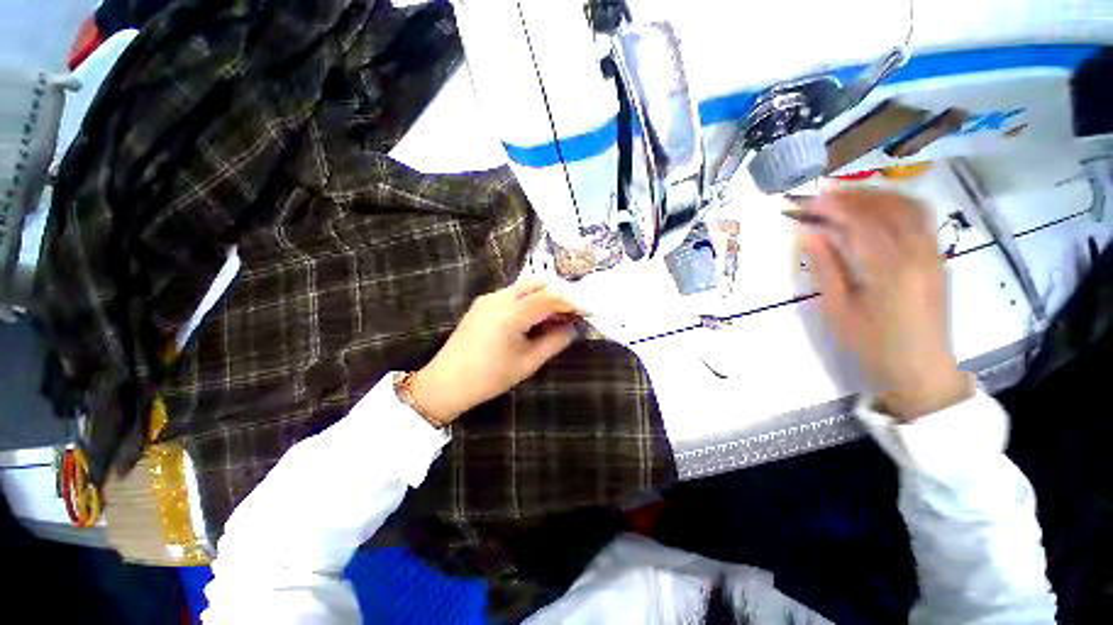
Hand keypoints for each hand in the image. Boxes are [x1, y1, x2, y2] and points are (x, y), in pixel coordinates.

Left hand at [410, 280, 584, 424]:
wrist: (446, 382)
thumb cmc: (489, 378)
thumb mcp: (528, 363)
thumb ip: (555, 341)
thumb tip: (574, 327)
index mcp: (511, 314)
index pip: (550, 297)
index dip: (573, 302)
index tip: (589, 311)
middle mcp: (499, 298)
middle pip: (537, 283)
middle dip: (560, 292)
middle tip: (574, 310)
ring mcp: (489, 298)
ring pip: (525, 286)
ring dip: (545, 295)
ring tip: (557, 315)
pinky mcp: (483, 303)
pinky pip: (513, 294)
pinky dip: (530, 300)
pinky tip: (535, 317)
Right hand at [801, 187, 973, 420]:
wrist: (920, 368)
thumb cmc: (872, 343)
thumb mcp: (838, 309)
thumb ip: (825, 266)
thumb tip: (809, 233)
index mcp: (890, 269)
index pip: (861, 223)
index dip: (834, 207)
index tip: (809, 200)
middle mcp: (918, 253)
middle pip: (890, 207)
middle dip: (856, 194)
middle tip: (826, 192)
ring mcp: (932, 254)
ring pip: (910, 208)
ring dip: (878, 196)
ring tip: (849, 196)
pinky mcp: (936, 258)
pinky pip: (920, 220)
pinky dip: (896, 206)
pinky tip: (876, 211)